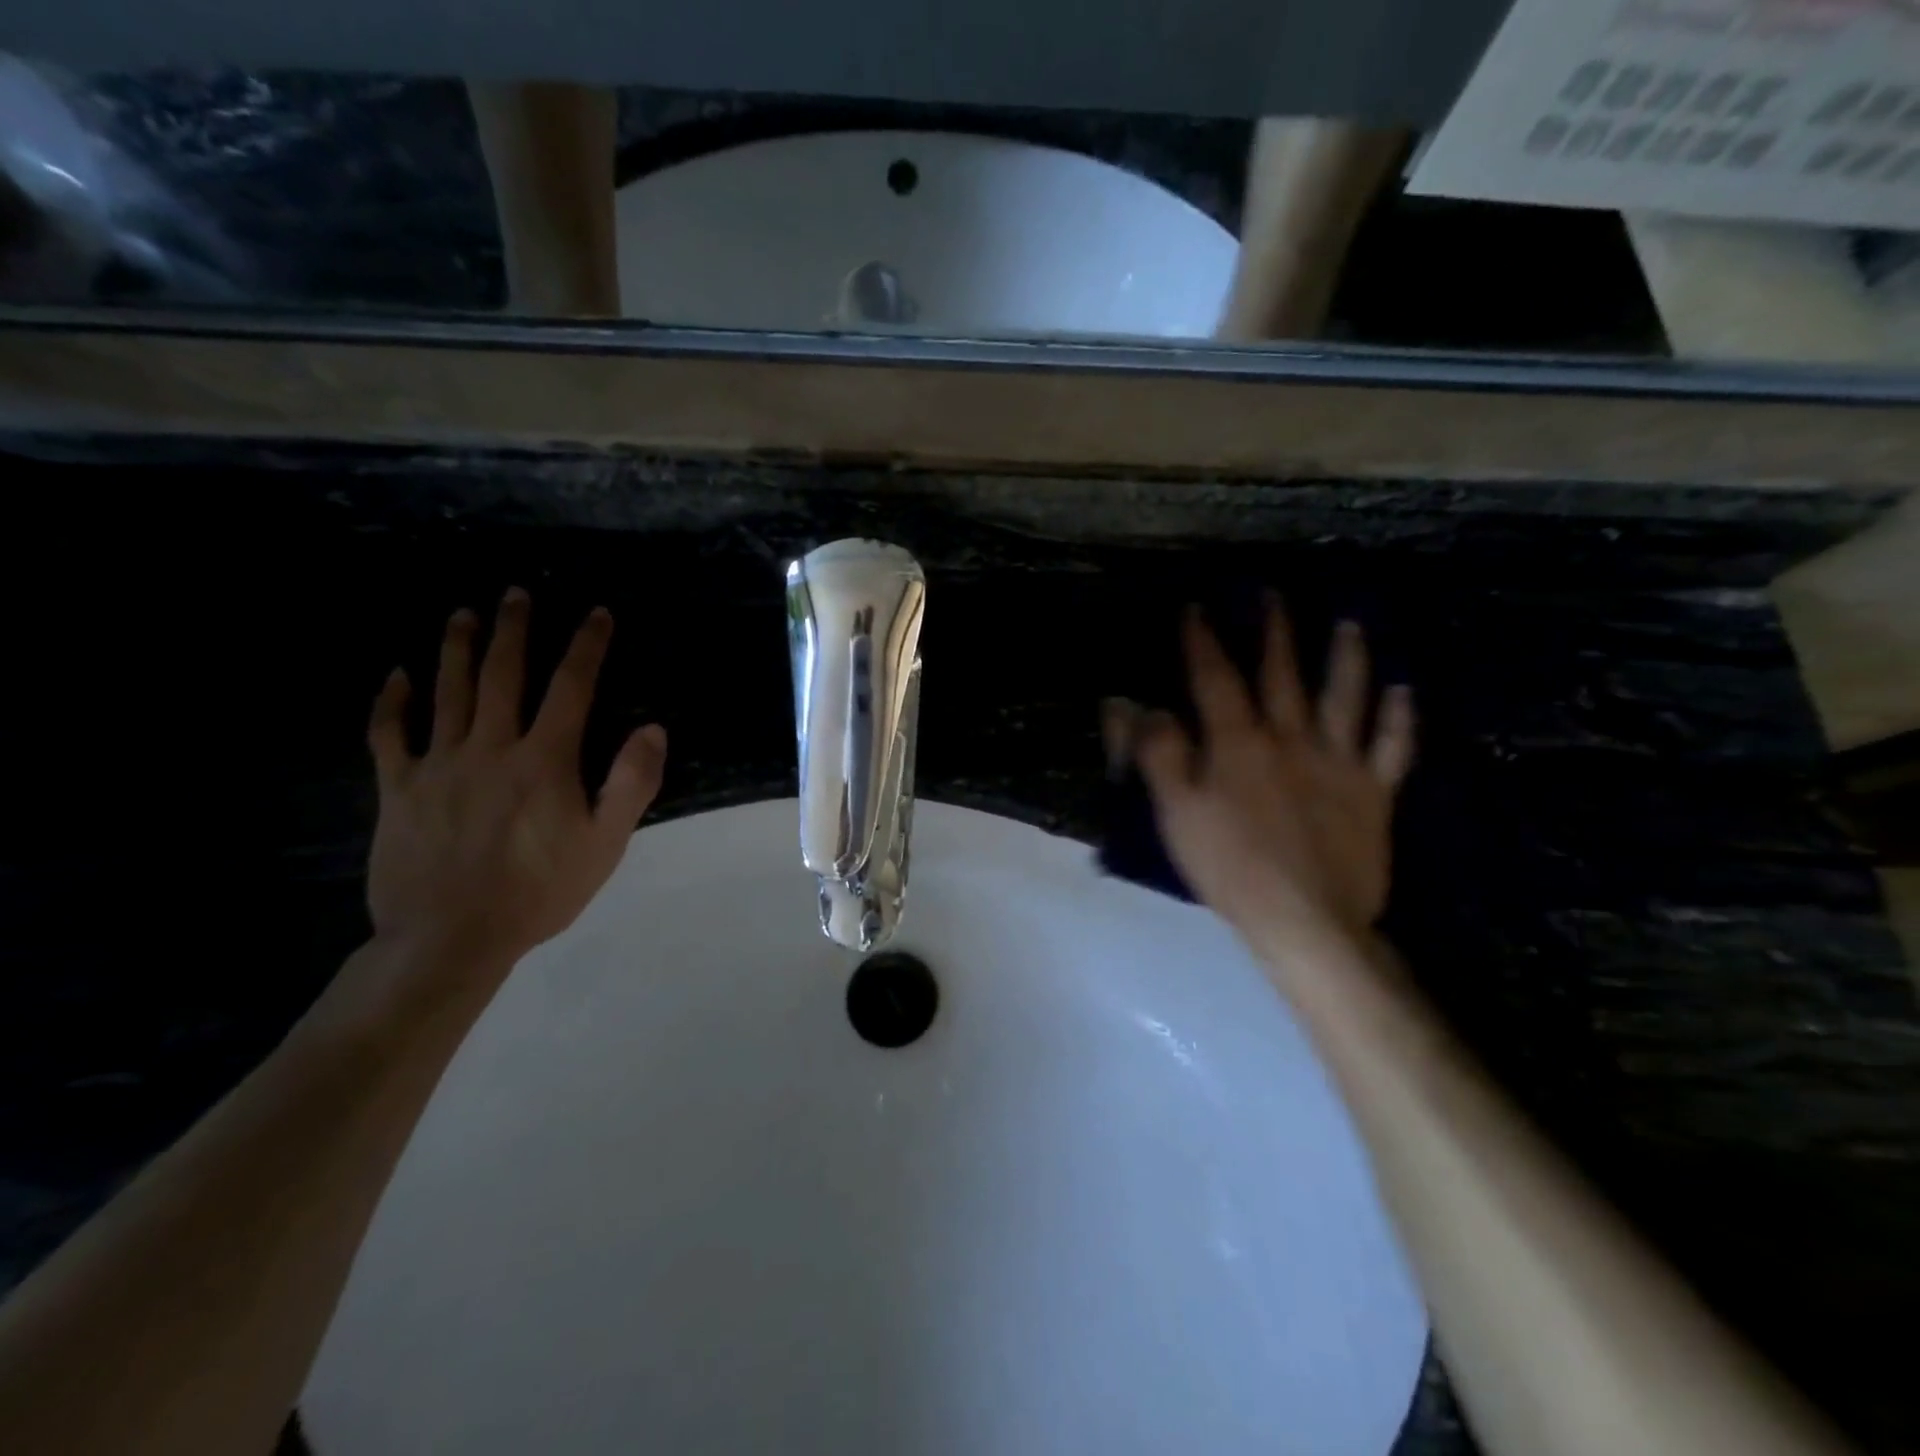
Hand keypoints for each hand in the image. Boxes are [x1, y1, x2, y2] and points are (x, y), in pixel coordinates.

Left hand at [364, 588, 666, 977]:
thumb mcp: (605, 843)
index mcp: (544, 760)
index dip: (587, 646)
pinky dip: (391, 702)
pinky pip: (389, 735)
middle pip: (504, 676)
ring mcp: (439, 765)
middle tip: (516, 593)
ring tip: (464, 615)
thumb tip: (653, 728)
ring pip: (448, 692)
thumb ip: (630, 783)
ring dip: (458, 649)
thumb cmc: (540, 891)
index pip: (571, 688)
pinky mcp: (398, 788)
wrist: (451, 938)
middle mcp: (491, 747)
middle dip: (515, 631)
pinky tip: (396, 676)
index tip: (597, 613)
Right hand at [1124, 601, 1413, 962]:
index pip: (1216, 679)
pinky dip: (1400, 717)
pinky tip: (1404, 691)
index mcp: (1239, 743)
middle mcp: (1291, 739)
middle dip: (1275, 632)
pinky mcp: (1374, 793)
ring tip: (1349, 624)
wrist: (1306, 919)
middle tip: (1274, 595)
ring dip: (1347, 658)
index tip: (1197, 608)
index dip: (1204, 641)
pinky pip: (1393, 748)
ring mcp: (1339, 764)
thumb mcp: (1177, 812)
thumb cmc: (1230, 866)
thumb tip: (1141, 706)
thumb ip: (1160, 754)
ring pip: (1346, 698)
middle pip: (1283, 675)